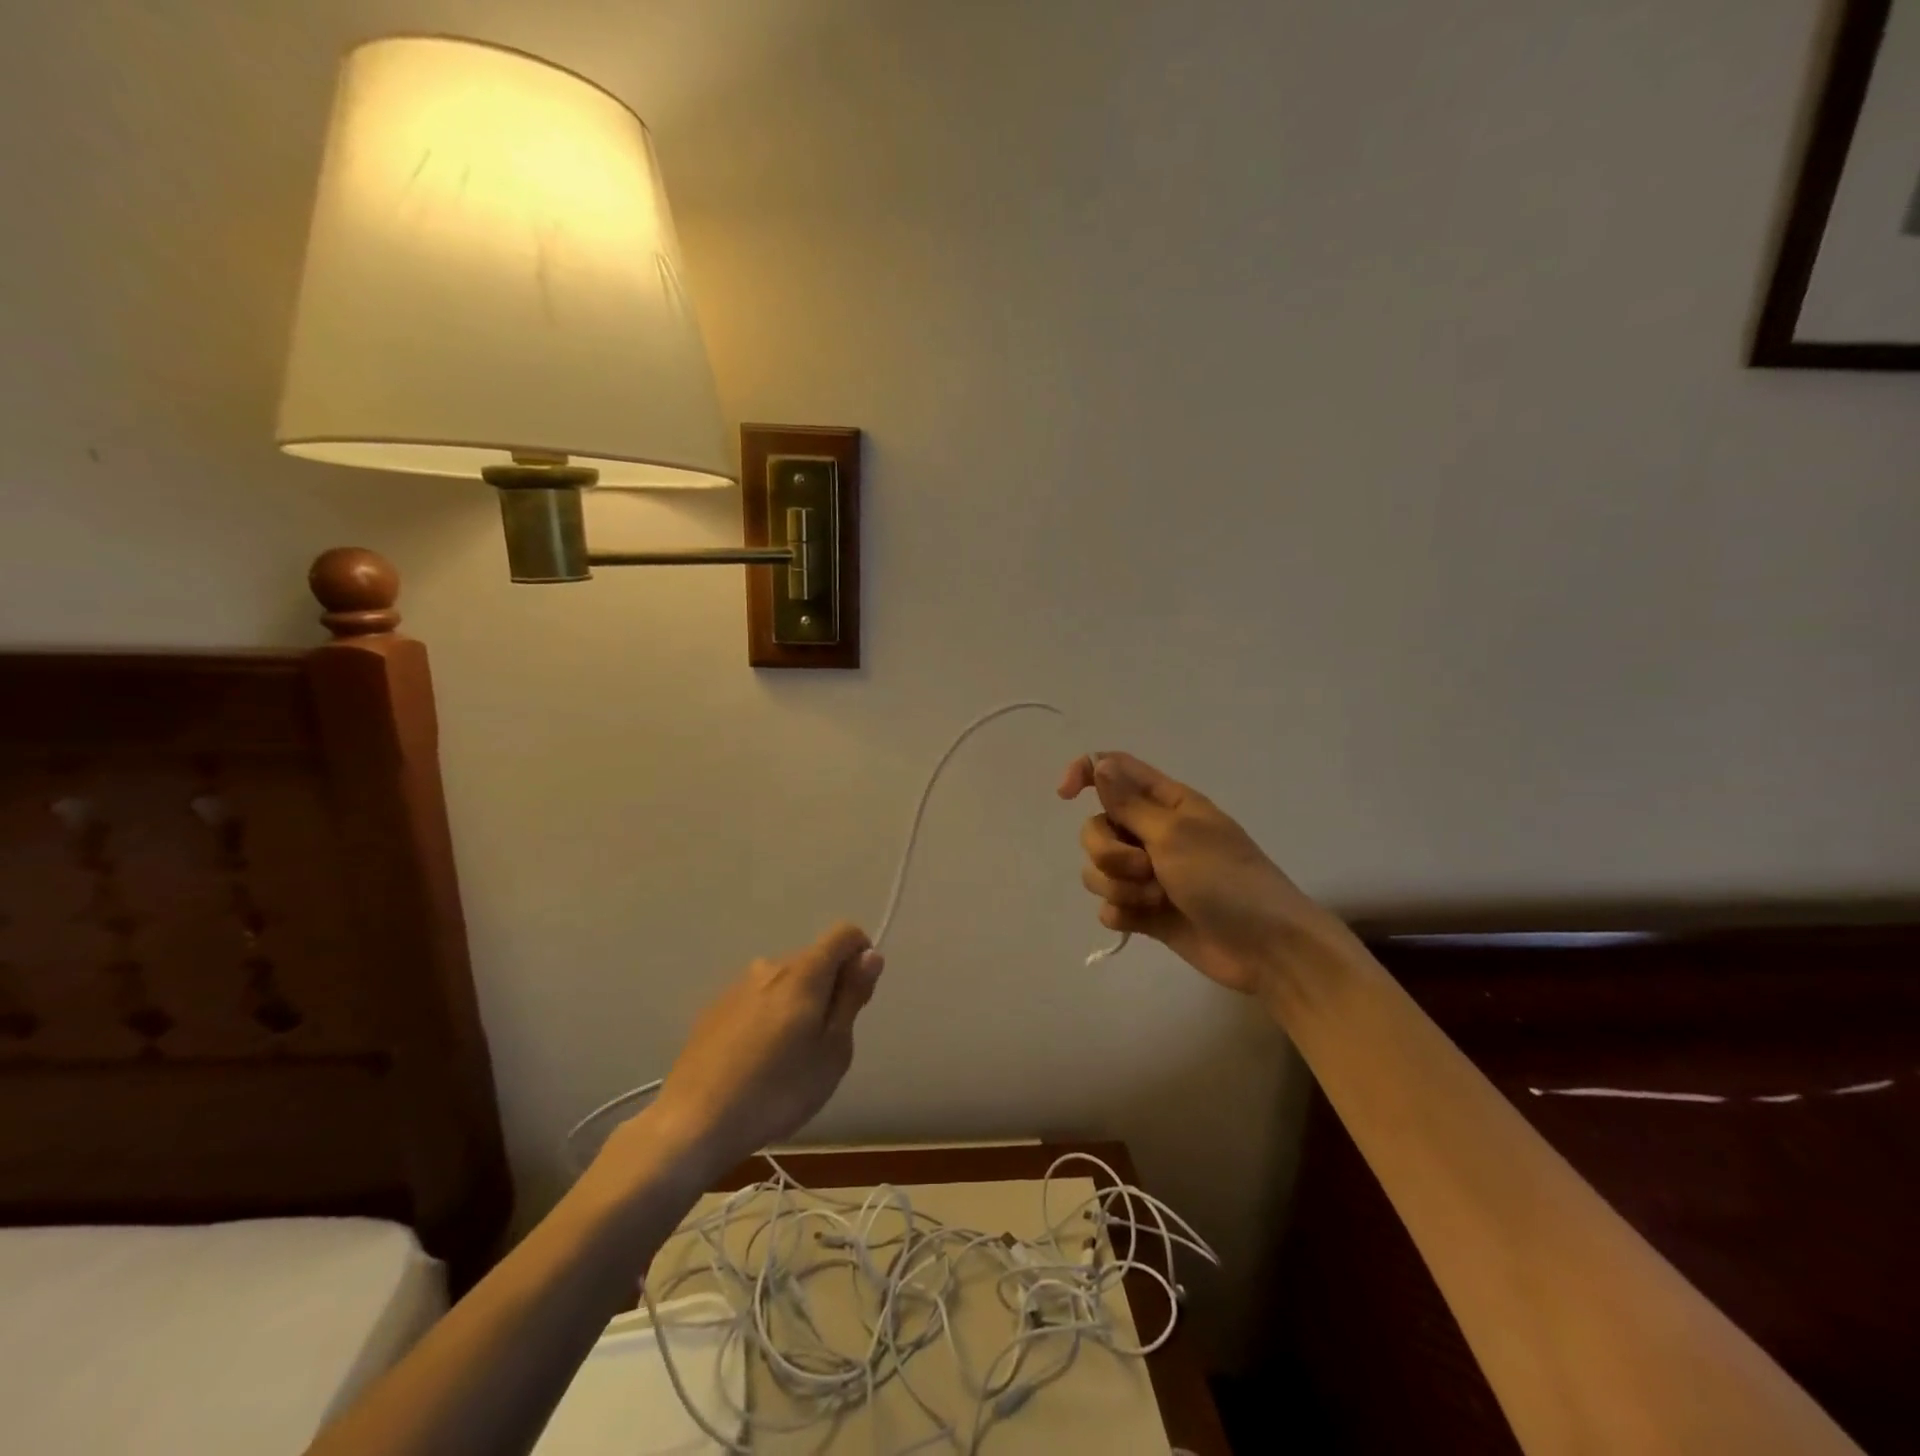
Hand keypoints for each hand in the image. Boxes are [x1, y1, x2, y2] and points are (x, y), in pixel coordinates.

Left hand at [619, 924, 883, 1179]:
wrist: (694, 1122)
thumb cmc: (778, 1089)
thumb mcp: (833, 1050)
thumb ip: (852, 997)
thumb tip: (869, 955)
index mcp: (804, 972)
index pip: (844, 933)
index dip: (861, 954)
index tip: (858, 995)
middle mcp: (770, 966)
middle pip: (814, 959)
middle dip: (829, 987)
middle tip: (825, 1043)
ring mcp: (737, 986)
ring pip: (783, 982)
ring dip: (797, 1004)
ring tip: (788, 1058)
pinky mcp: (714, 1010)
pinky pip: (756, 1000)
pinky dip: (768, 1018)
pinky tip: (756, 1062)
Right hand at [1058, 753, 1348, 998]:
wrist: (1265, 948)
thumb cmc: (1226, 879)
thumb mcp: (1175, 834)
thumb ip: (1129, 802)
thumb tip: (1099, 764)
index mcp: (1165, 802)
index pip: (1113, 770)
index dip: (1083, 774)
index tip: (1065, 795)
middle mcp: (1152, 833)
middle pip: (1096, 828)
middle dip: (1109, 852)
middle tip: (1146, 868)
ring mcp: (1148, 874)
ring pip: (1098, 870)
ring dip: (1121, 886)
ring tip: (1158, 899)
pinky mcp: (1145, 911)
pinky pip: (1109, 906)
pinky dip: (1124, 913)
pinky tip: (1149, 921)